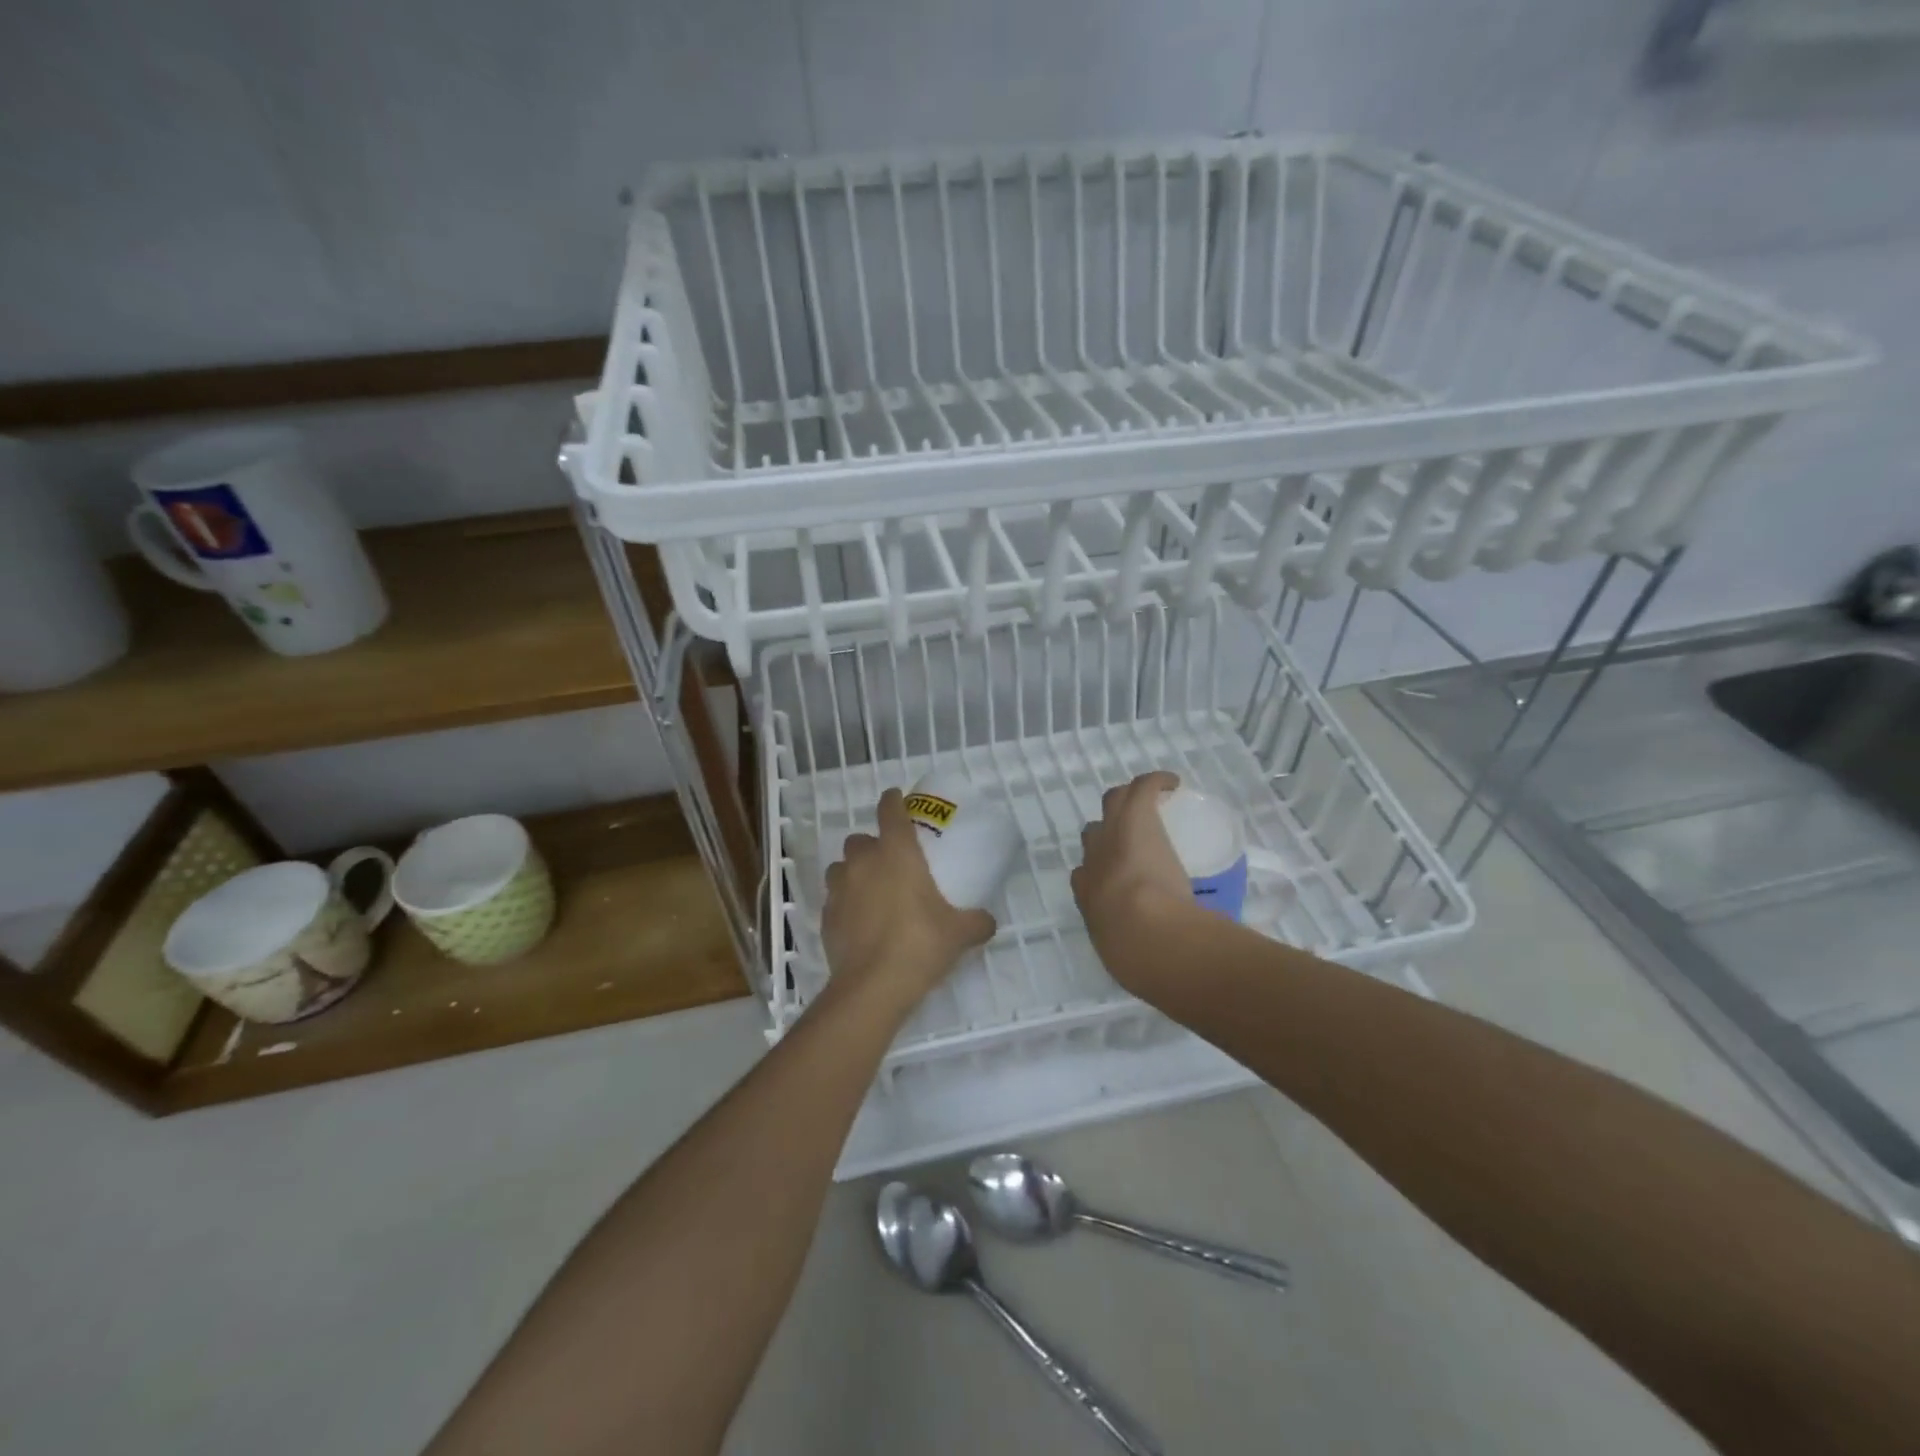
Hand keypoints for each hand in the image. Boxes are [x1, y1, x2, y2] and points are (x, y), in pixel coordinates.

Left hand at [821, 789, 995, 1017]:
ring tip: (871, 890)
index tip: (897, 798)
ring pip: (841, 867)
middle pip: (860, 839)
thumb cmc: (919, 944)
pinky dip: (845, 902)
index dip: (893, 801)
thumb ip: (977, 921)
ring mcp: (840, 889)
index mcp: (896, 853)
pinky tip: (859, 921)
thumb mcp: (959, 933)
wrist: (873, 986)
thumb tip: (989, 921)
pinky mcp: (825, 916)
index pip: (890, 811)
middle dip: (872, 845)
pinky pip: (834, 898)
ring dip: (854, 872)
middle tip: (890, 862)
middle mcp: (863, 862)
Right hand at [1072, 771, 1203, 992]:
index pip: (1084, 873)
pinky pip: (1142, 787)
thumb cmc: (1136, 956)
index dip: (1099, 870)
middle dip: (1107, 831)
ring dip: (1128, 801)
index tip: (1119, 877)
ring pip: (1112, 802)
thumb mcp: (1124, 959)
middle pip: (1093, 833)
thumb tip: (1153, 970)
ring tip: (1150, 803)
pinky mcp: (1138, 818)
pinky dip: (1155, 781)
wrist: (1147, 934)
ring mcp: (1114, 837)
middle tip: (1133, 835)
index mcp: (1088, 897)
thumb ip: (1133, 957)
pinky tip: (1171, 782)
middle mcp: (1094, 861)